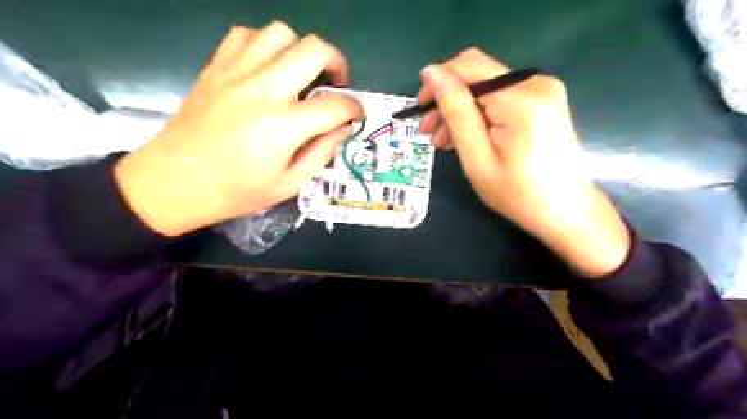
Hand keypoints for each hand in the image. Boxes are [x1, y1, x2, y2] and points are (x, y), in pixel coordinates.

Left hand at [114, 21, 365, 235]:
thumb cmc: (236, 191)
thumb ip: (321, 152)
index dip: (355, 108)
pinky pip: (245, 36)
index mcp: (284, 125)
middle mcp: (264, 89)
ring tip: (301, 74)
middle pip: (314, 50)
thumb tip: (343, 128)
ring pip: (280, 33)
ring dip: (300, 50)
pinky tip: (267, 68)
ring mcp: (236, 73)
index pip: (336, 105)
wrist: (173, 182)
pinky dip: (265, 45)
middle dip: (337, 63)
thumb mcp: (289, 184)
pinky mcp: (215, 68)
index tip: (357, 115)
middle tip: (337, 83)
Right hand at [419, 49, 628, 277]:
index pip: (468, 66)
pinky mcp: (544, 101)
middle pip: (477, 76)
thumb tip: (431, 72)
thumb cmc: (517, 193)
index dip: (438, 81)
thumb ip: (456, 111)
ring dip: (461, 109)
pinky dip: (480, 114)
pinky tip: (467, 136)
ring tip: (443, 141)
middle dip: (448, 100)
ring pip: (486, 88)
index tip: (420, 110)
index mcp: (520, 97)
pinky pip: (501, 97)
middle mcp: (536, 83)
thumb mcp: (477, 157)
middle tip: (429, 131)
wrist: (565, 211)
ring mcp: (543, 90)